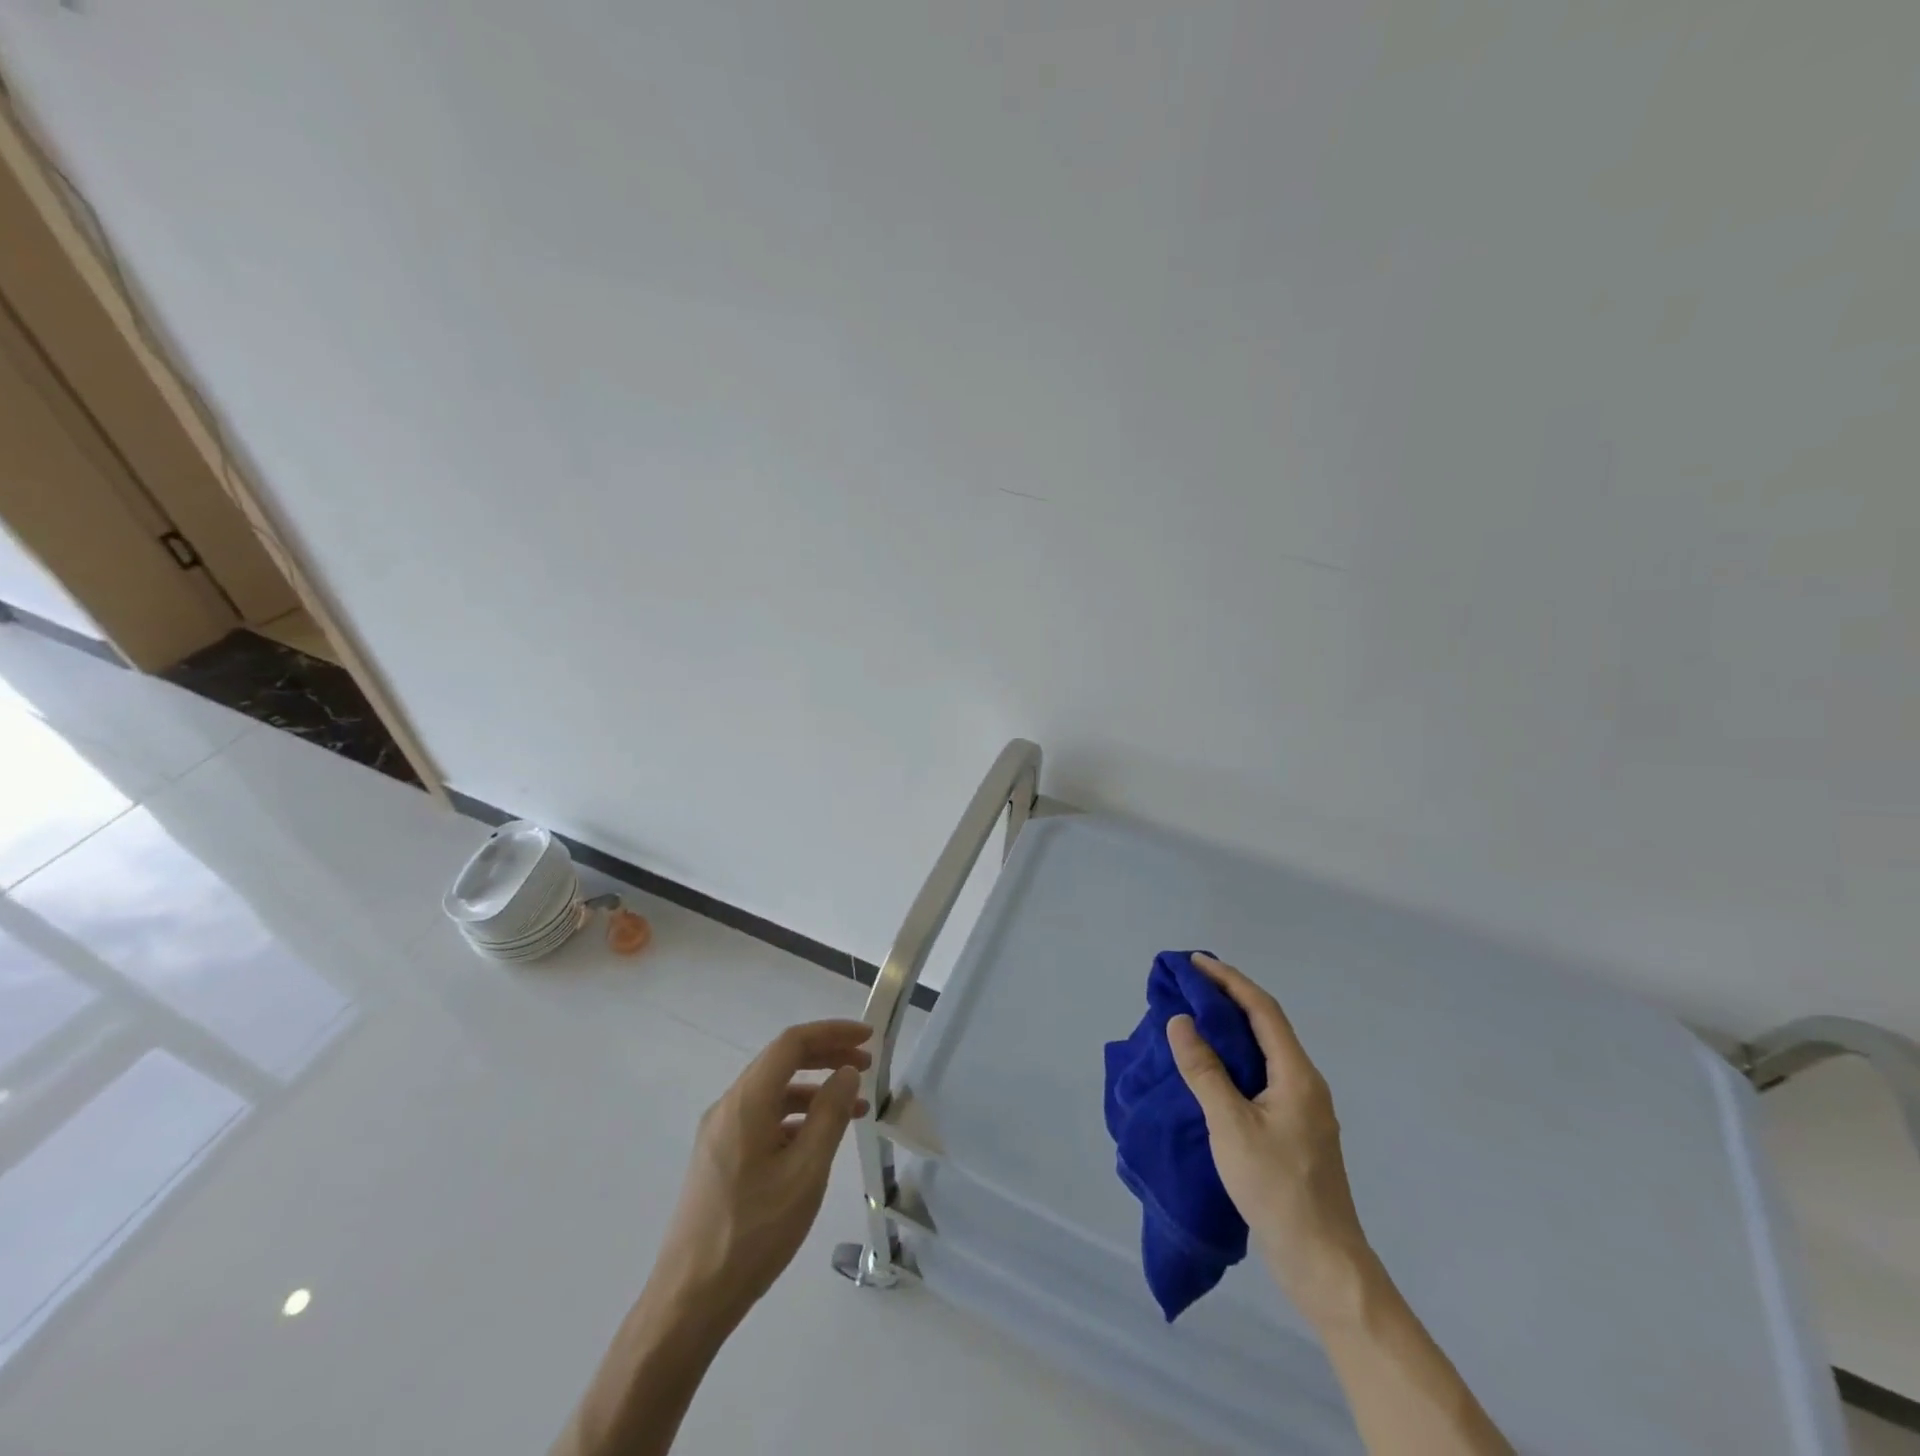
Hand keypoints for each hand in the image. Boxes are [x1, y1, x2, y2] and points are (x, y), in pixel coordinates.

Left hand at [653, 1020, 872, 1331]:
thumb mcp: (805, 1173)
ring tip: (854, 1107)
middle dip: (826, 1056)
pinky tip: (819, 1140)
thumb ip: (829, 1115)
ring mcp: (719, 1133)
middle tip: (867, 1065)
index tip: (868, 1038)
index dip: (832, 1032)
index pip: (792, 1043)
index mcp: (746, 1102)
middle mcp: (728, 1107)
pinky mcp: (719, 1158)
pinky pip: (763, 1118)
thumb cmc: (753, 1233)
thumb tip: (846, 1073)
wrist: (689, 1301)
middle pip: (781, 1062)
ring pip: (773, 1092)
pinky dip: (795, 1117)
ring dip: (814, 1089)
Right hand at [1166, 953, 1371, 1321]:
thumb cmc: (1277, 1188)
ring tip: (1196, 1016)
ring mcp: (1303, 1109)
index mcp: (1297, 1074)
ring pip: (1265, 1051)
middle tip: (1190, 983)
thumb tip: (1181, 1021)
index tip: (1195, 962)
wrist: (1323, 1263)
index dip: (1229, 980)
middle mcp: (1305, 1083)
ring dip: (1232, 1027)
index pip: (1263, 1009)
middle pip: (1266, 1025)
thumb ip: (1204, 1071)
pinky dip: (1236, 1057)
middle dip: (1229, 997)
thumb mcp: (1231, 1126)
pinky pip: (1262, 1075)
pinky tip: (1214, 1068)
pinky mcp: (1294, 1131)